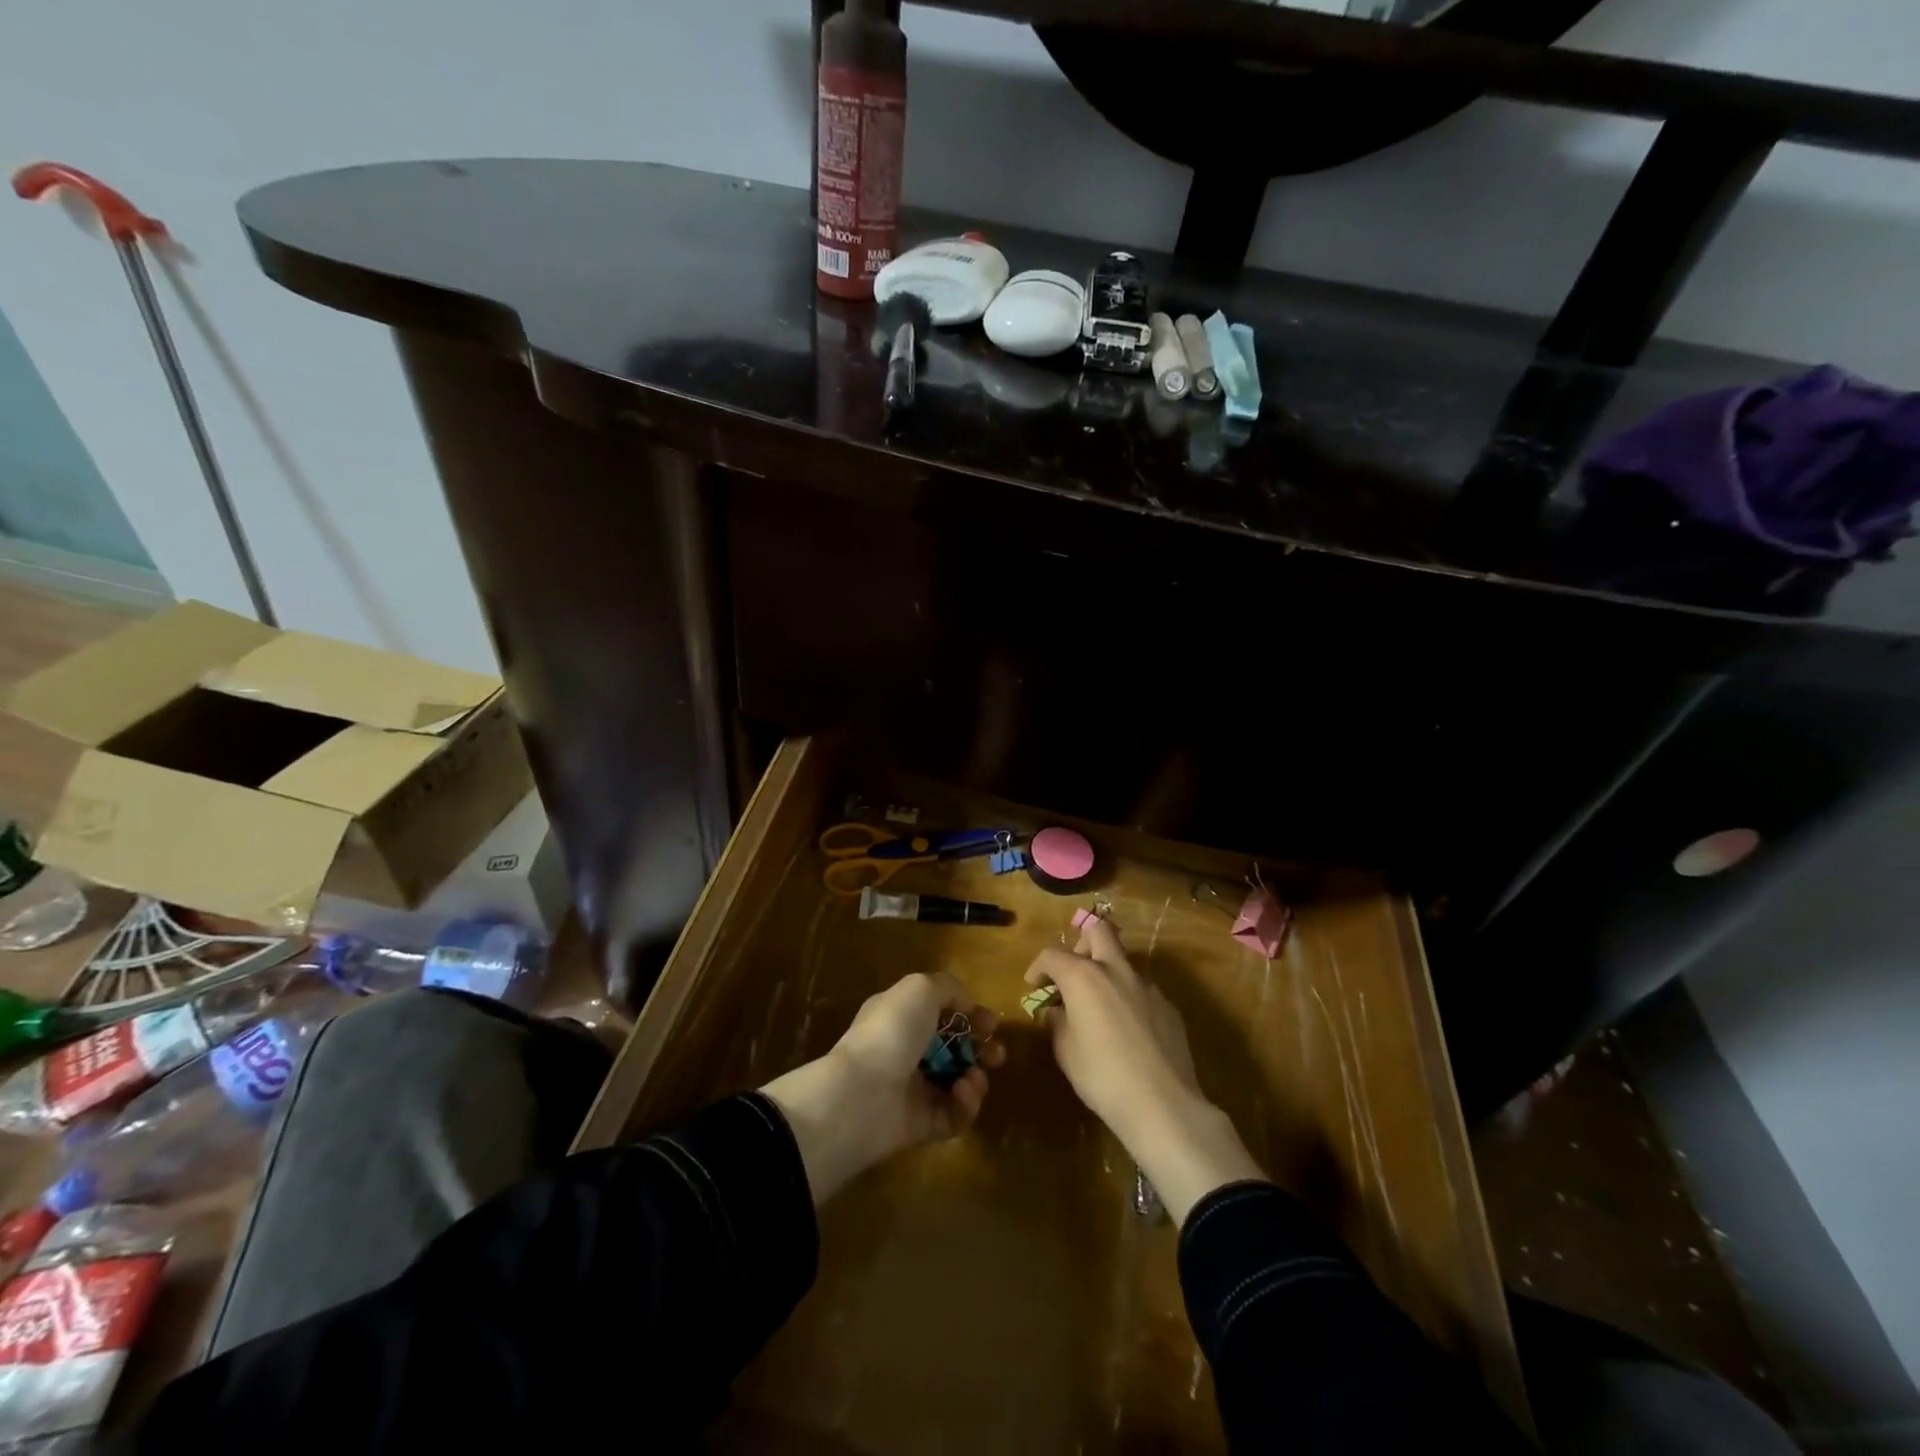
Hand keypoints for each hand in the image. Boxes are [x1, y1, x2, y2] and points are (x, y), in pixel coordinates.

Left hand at [761, 971, 1004, 1205]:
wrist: (862, 1095)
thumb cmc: (891, 1032)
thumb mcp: (920, 988)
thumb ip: (948, 988)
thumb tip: (967, 1006)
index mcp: (902, 1017)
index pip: (942, 1014)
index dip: (970, 1016)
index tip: (990, 1023)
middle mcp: (907, 1052)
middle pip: (955, 1050)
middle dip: (982, 1051)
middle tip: (995, 1055)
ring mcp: (915, 1090)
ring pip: (959, 1084)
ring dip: (976, 1079)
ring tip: (973, 1077)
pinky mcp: (923, 1125)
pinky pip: (955, 1115)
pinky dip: (966, 1104)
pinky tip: (962, 1093)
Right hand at [1026, 918, 1265, 1224]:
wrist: (1163, 1105)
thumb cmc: (1103, 1077)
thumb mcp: (1066, 1052)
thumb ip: (1058, 1023)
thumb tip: (1057, 1011)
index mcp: (1084, 977)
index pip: (1053, 954)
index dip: (1038, 967)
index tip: (1034, 986)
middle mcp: (1116, 970)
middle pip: (1099, 931)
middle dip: (1081, 944)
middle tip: (1073, 973)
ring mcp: (1147, 985)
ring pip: (1123, 961)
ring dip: (1107, 973)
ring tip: (1099, 1007)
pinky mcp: (1168, 1005)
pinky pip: (1142, 990)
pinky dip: (1128, 998)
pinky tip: (1127, 1031)